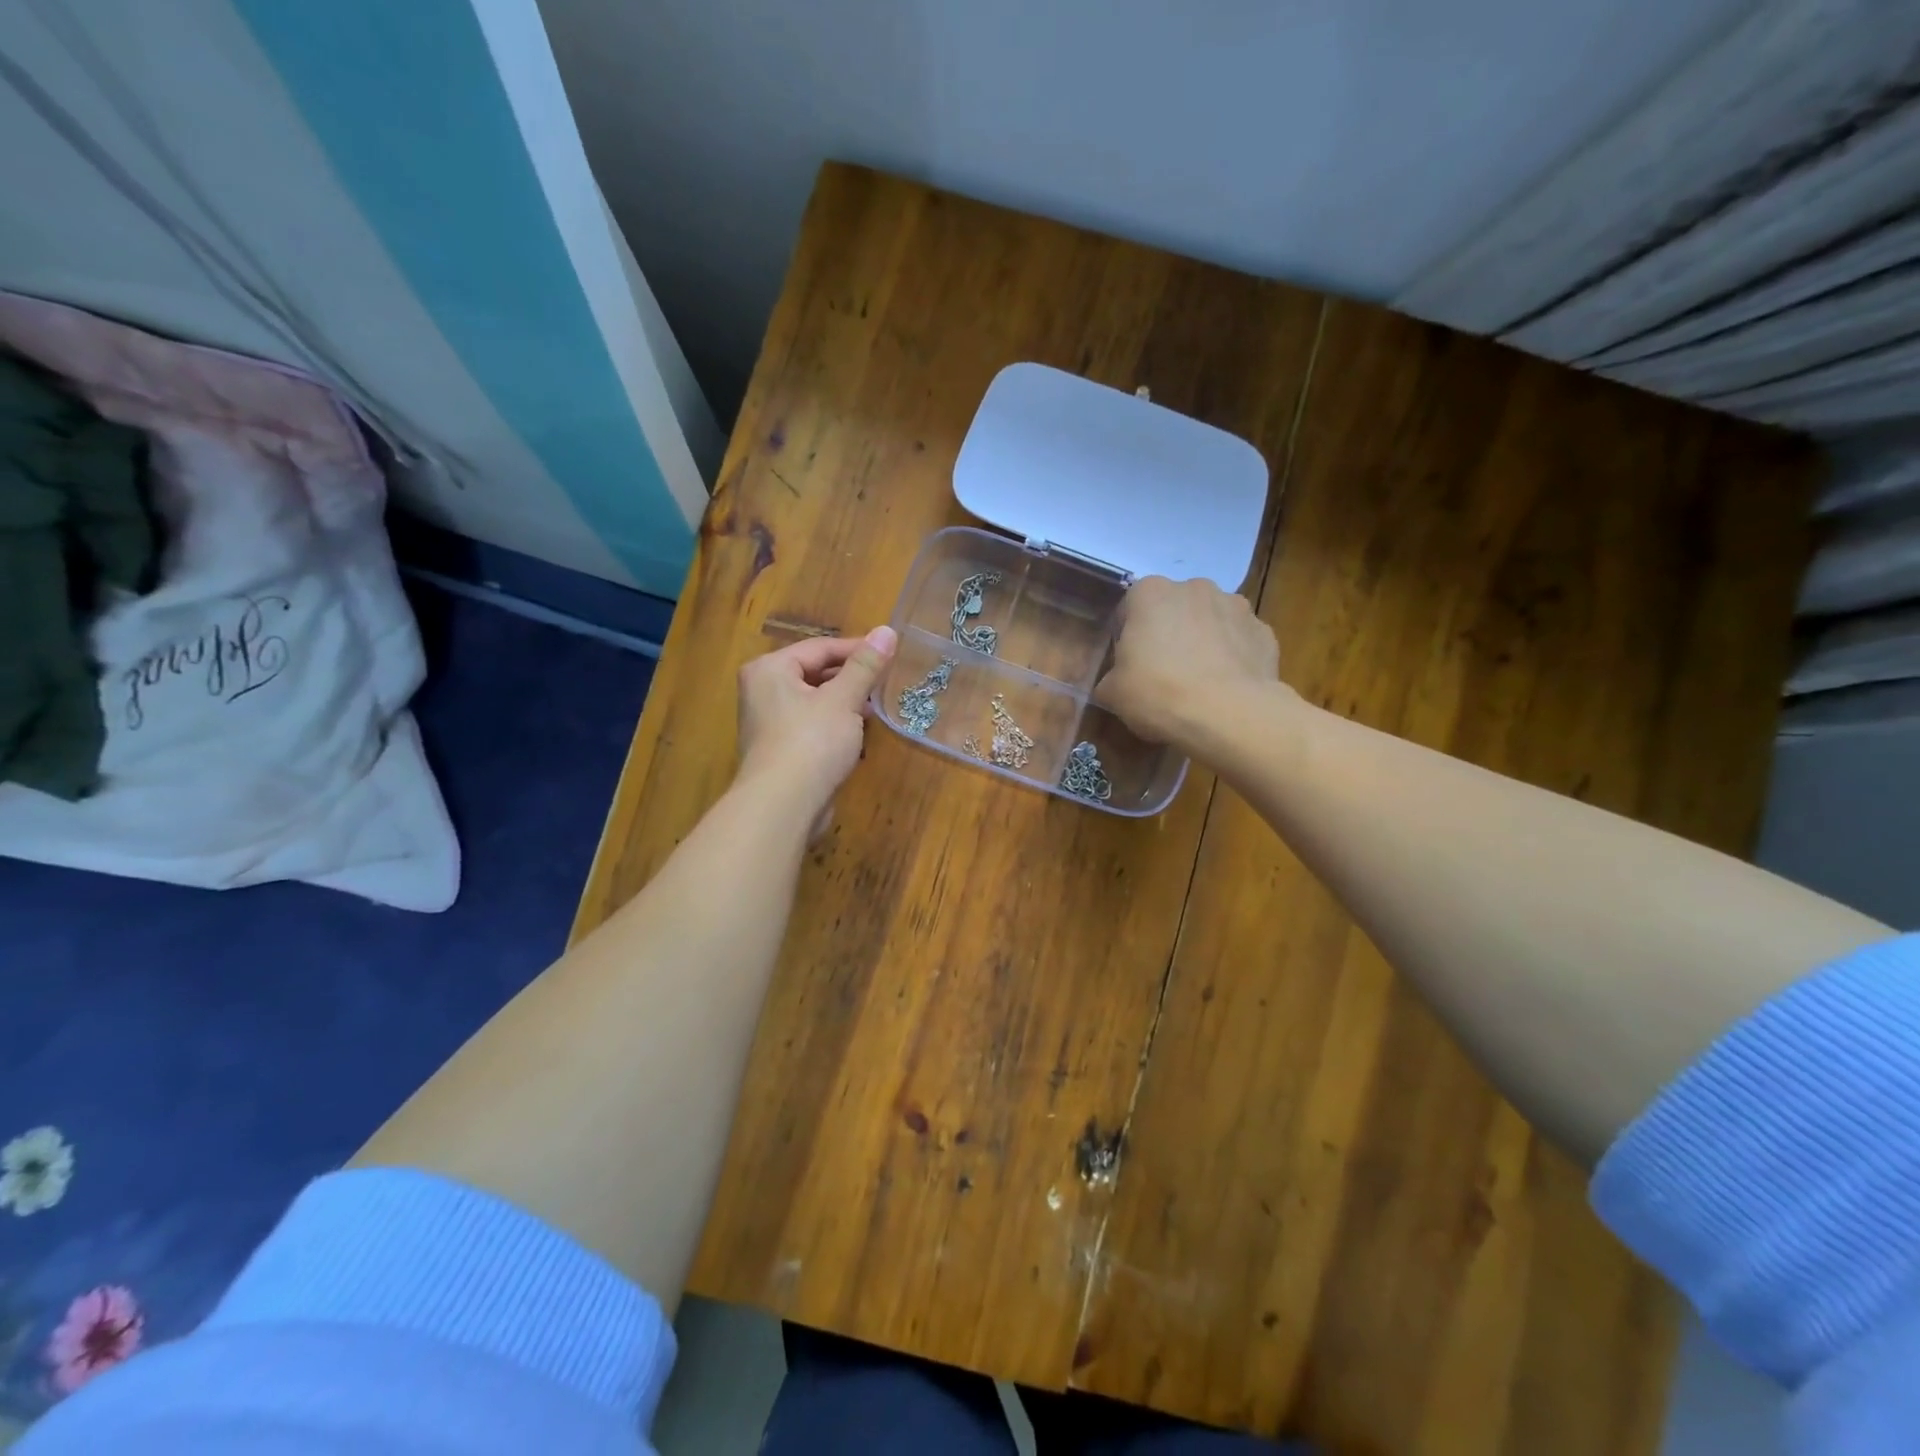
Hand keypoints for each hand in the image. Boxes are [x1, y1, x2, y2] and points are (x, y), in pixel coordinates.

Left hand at [736, 626, 896, 830]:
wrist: (783, 805)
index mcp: (770, 669)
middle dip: (851, 677)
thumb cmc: (811, 742)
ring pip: (814, 701)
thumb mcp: (844, 699)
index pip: (819, 647)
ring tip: (876, 705)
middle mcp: (762, 691)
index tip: (890, 652)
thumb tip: (887, 630)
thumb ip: (865, 665)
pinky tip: (858, 733)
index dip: (857, 648)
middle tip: (886, 679)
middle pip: (814, 673)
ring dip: (845, 702)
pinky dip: (834, 725)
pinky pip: (811, 726)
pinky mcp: (780, 750)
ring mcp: (768, 723)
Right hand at [1096, 576, 1279, 745]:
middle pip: (1173, 610)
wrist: (1229, 715)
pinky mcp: (1265, 632)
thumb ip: (1111, 679)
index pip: (1129, 609)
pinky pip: (1239, 642)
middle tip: (1162, 674)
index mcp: (1150, 593)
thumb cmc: (1159, 693)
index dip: (1127, 639)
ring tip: (1198, 683)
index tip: (1129, 666)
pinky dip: (1232, 658)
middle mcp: (1194, 587)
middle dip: (1168, 634)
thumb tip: (1116, 683)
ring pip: (1210, 622)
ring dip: (1202, 642)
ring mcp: (1236, 606)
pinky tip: (1225, 688)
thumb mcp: (1113, 693)